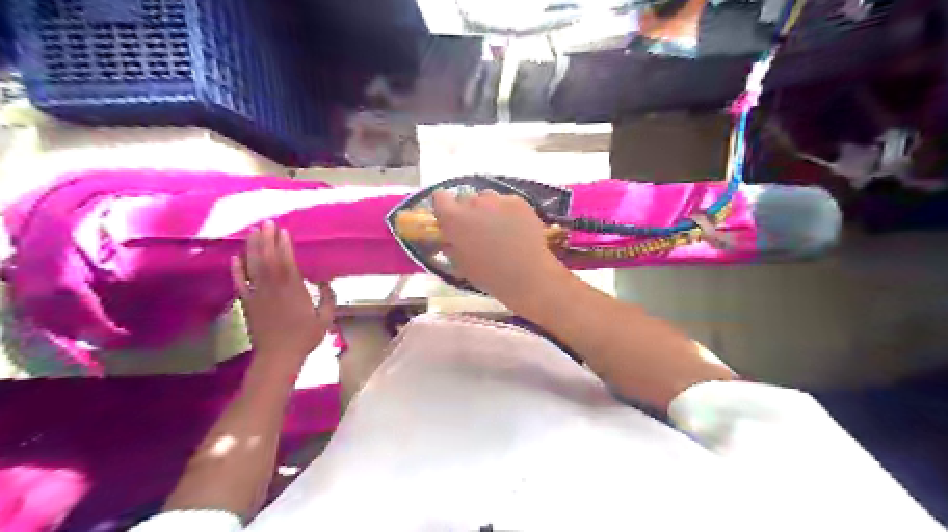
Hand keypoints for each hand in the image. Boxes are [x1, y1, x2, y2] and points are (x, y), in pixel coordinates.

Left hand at [232, 221, 334, 370]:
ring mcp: (258, 294)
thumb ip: (328, 298)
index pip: (286, 261)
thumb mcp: (325, 319)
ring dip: (253, 248)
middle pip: (268, 258)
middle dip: (267, 239)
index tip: (283, 230)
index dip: (284, 245)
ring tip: (253, 232)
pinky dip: (236, 269)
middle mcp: (274, 287)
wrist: (278, 356)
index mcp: (294, 290)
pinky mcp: (247, 303)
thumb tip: (327, 282)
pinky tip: (235, 257)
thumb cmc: (305, 337)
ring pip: (253, 266)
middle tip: (266, 222)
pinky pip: (240, 283)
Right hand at [433, 189, 564, 307]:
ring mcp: (497, 199)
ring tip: (499, 228)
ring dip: (488, 208)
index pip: (439, 198)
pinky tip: (515, 228)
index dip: (444, 207)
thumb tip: (448, 238)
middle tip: (478, 229)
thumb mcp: (460, 264)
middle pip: (465, 198)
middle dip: (468, 211)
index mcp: (453, 219)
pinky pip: (506, 201)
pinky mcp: (517, 201)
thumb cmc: (488, 275)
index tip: (450, 219)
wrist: (526, 274)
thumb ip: (450, 245)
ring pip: (487, 197)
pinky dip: (508, 211)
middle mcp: (473, 202)